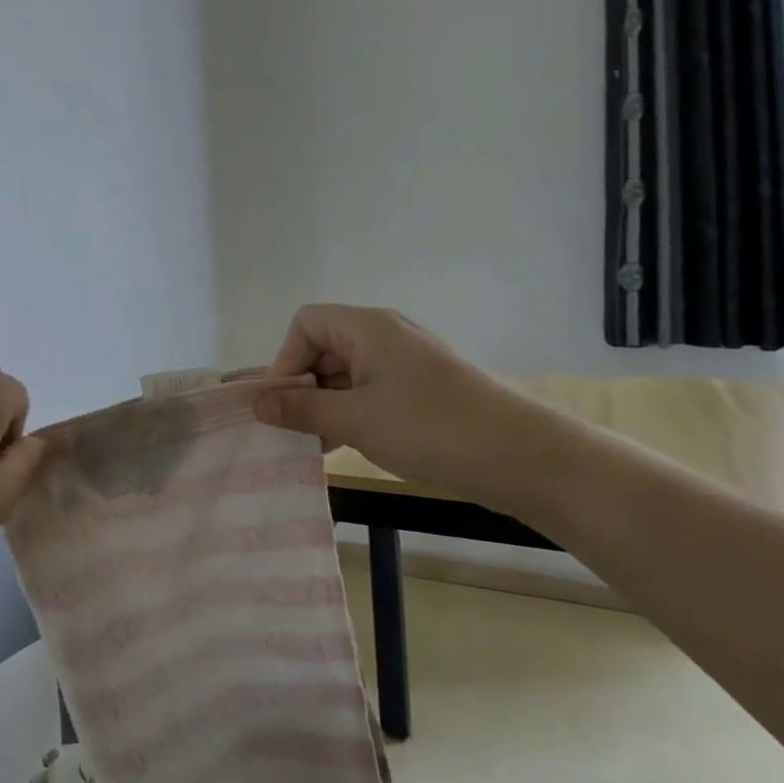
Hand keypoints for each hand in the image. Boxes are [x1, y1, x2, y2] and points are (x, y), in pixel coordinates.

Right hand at [252, 305, 574, 514]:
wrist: (526, 458)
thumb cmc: (430, 429)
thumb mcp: (354, 420)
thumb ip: (300, 409)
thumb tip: (257, 403)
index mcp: (367, 328)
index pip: (305, 323)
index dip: (285, 359)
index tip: (284, 402)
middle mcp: (385, 336)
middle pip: (323, 347)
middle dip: (302, 386)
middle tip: (292, 428)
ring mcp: (406, 362)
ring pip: (345, 373)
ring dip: (324, 404)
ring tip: (316, 444)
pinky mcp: (422, 389)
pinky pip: (370, 390)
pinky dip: (350, 412)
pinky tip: (345, 444)